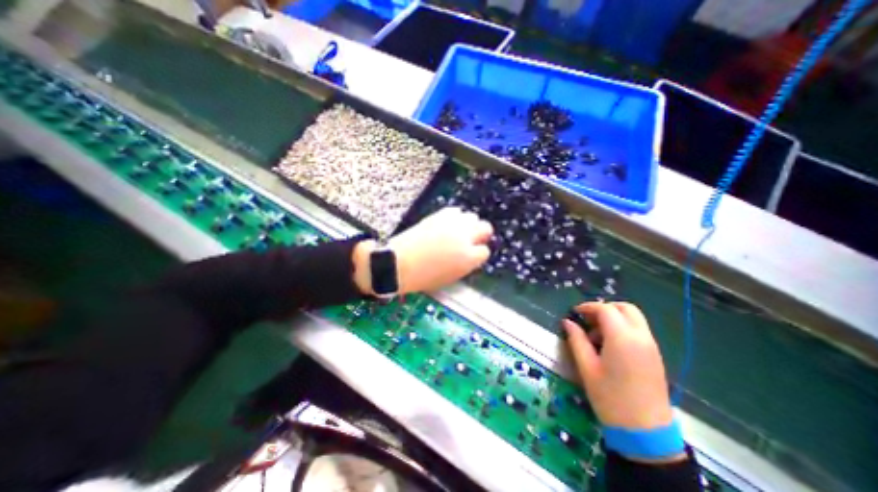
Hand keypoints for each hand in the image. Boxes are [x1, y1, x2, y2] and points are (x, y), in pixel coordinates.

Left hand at [354, 208, 492, 296]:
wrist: (399, 263)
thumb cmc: (423, 277)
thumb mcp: (451, 277)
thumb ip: (466, 264)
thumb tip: (470, 255)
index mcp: (468, 258)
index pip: (484, 251)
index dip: (477, 254)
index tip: (472, 254)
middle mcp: (464, 238)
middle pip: (485, 228)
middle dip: (480, 234)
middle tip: (472, 239)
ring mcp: (452, 224)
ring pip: (472, 216)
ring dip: (468, 224)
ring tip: (458, 231)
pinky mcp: (439, 215)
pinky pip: (455, 211)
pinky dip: (454, 217)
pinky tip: (447, 225)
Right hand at [562, 301, 673, 431]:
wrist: (645, 432)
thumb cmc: (610, 398)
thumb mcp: (587, 367)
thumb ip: (576, 340)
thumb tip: (567, 322)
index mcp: (622, 338)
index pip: (605, 309)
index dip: (588, 307)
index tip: (574, 313)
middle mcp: (641, 337)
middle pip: (625, 308)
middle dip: (604, 308)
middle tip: (587, 320)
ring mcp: (651, 346)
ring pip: (634, 318)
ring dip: (614, 318)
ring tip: (596, 335)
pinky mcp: (655, 356)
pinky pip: (638, 330)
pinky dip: (623, 328)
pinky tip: (609, 345)